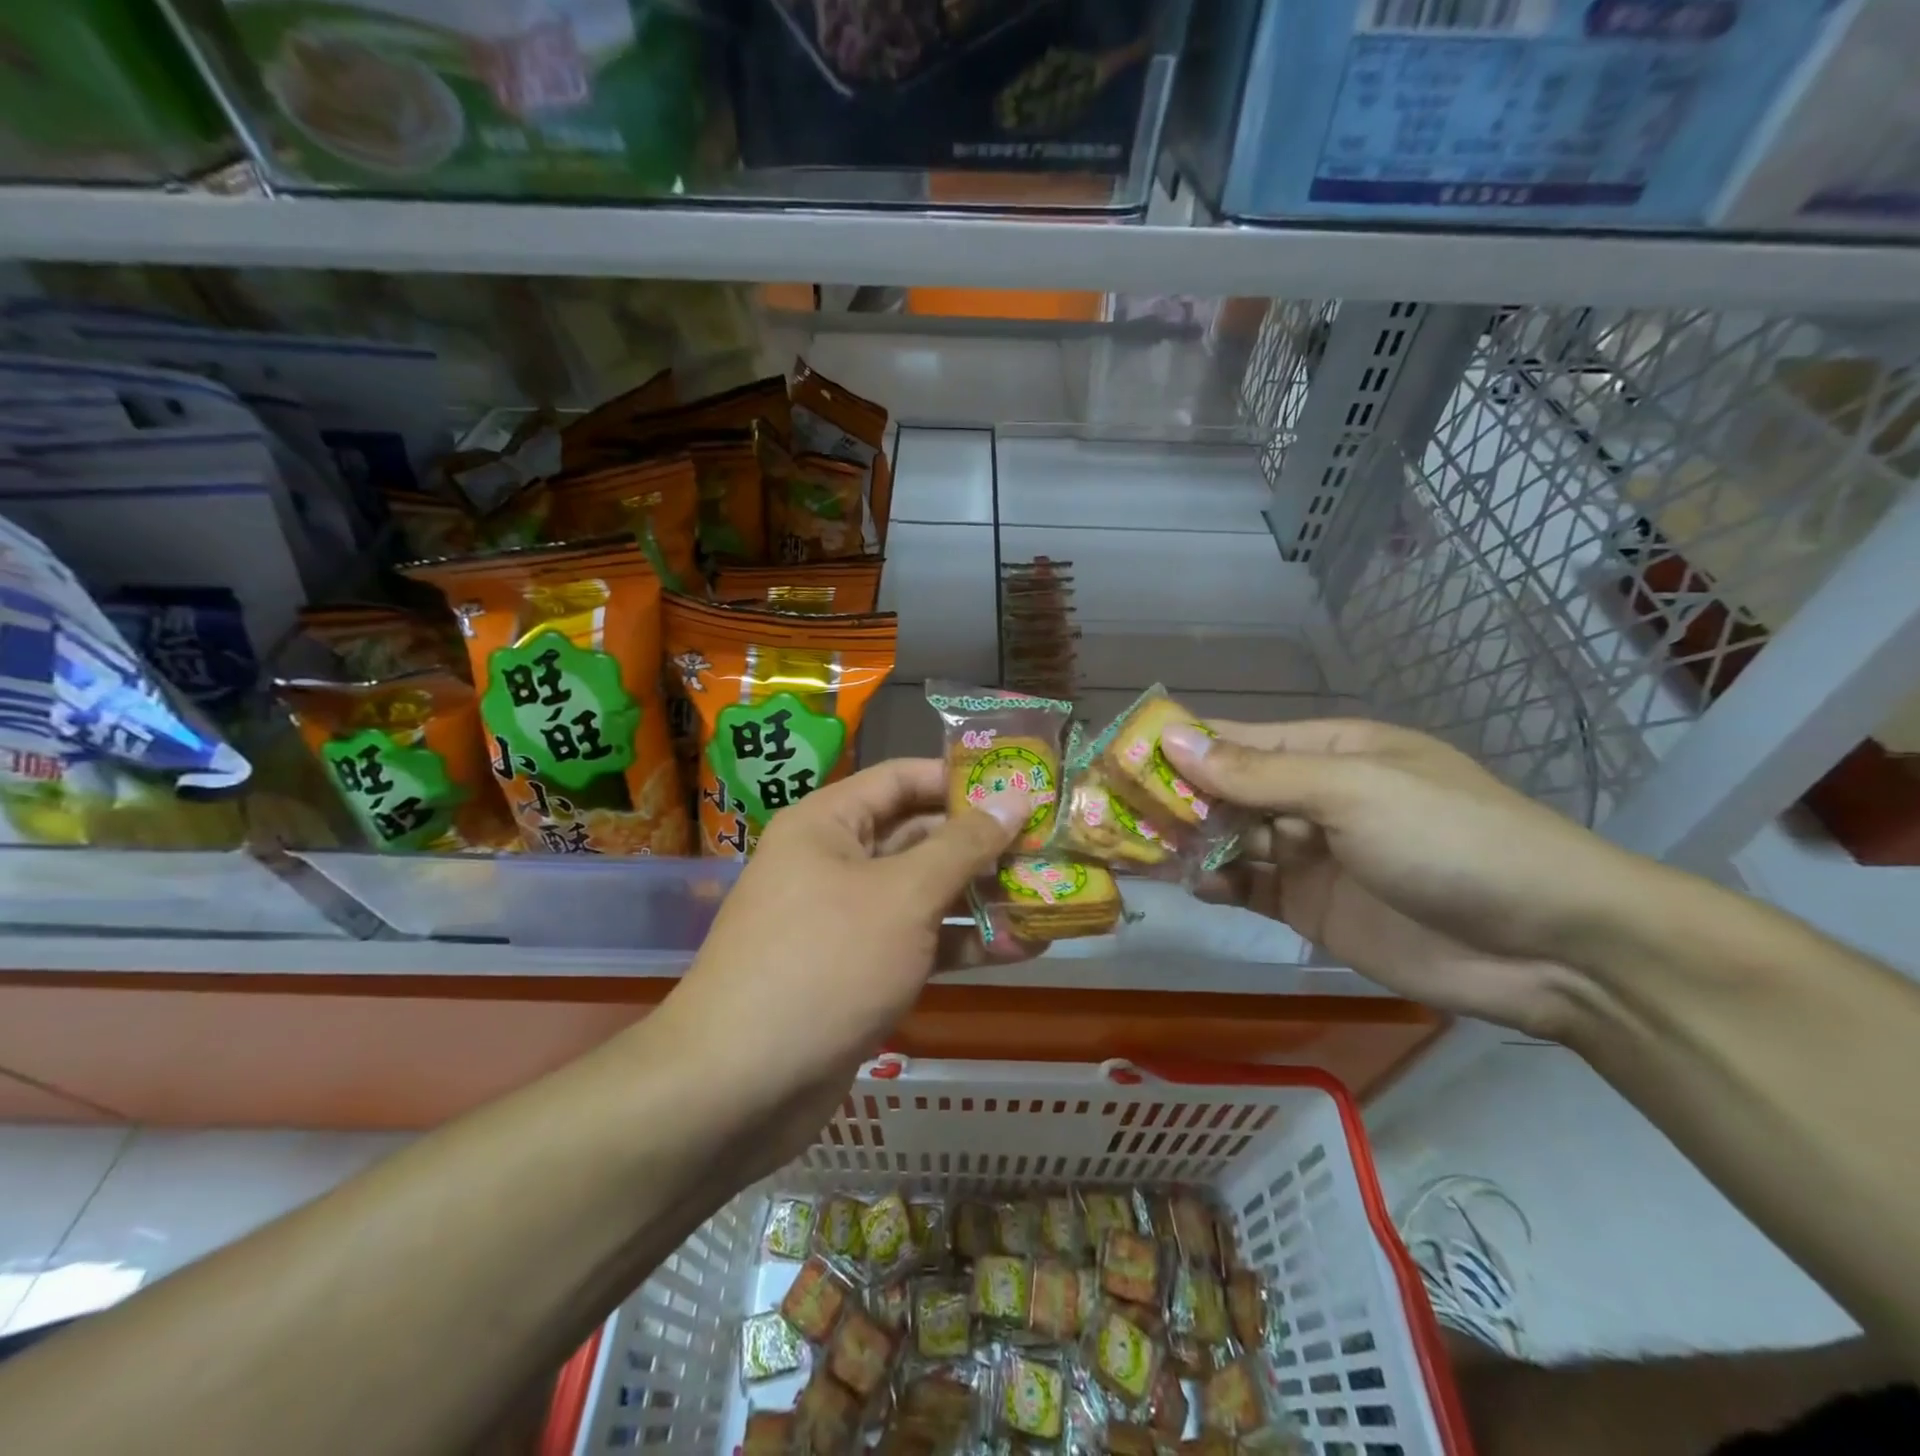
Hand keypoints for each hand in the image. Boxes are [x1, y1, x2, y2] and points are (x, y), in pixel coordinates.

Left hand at [655, 759, 1030, 1167]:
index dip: (962, 779)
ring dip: (983, 897)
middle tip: (1048, 845)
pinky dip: (964, 943)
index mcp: (829, 824)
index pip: (903, 779)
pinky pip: (919, 941)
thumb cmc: (825, 963)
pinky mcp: (861, 971)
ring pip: (925, 893)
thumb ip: (963, 846)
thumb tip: (1013, 798)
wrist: (741, 1087)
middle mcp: (836, 862)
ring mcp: (848, 920)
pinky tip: (1023, 948)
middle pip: (919, 836)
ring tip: (1049, 895)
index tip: (1023, 786)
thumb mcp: (904, 895)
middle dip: (983, 844)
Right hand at [1161, 719, 1659, 1038]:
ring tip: (1141, 850)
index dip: (1179, 746)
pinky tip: (1200, 885)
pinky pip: (1250, 887)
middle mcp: (1313, 797)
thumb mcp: (1352, 792)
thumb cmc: (1451, 839)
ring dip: (1190, 842)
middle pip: (1226, 791)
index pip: (1236, 740)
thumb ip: (1257, 773)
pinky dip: (1221, 884)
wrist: (1550, 947)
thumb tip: (1172, 740)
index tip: (1118, 756)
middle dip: (1175, 799)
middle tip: (1113, 812)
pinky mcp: (1312, 908)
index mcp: (1329, 751)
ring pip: (1231, 840)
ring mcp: (1311, 855)